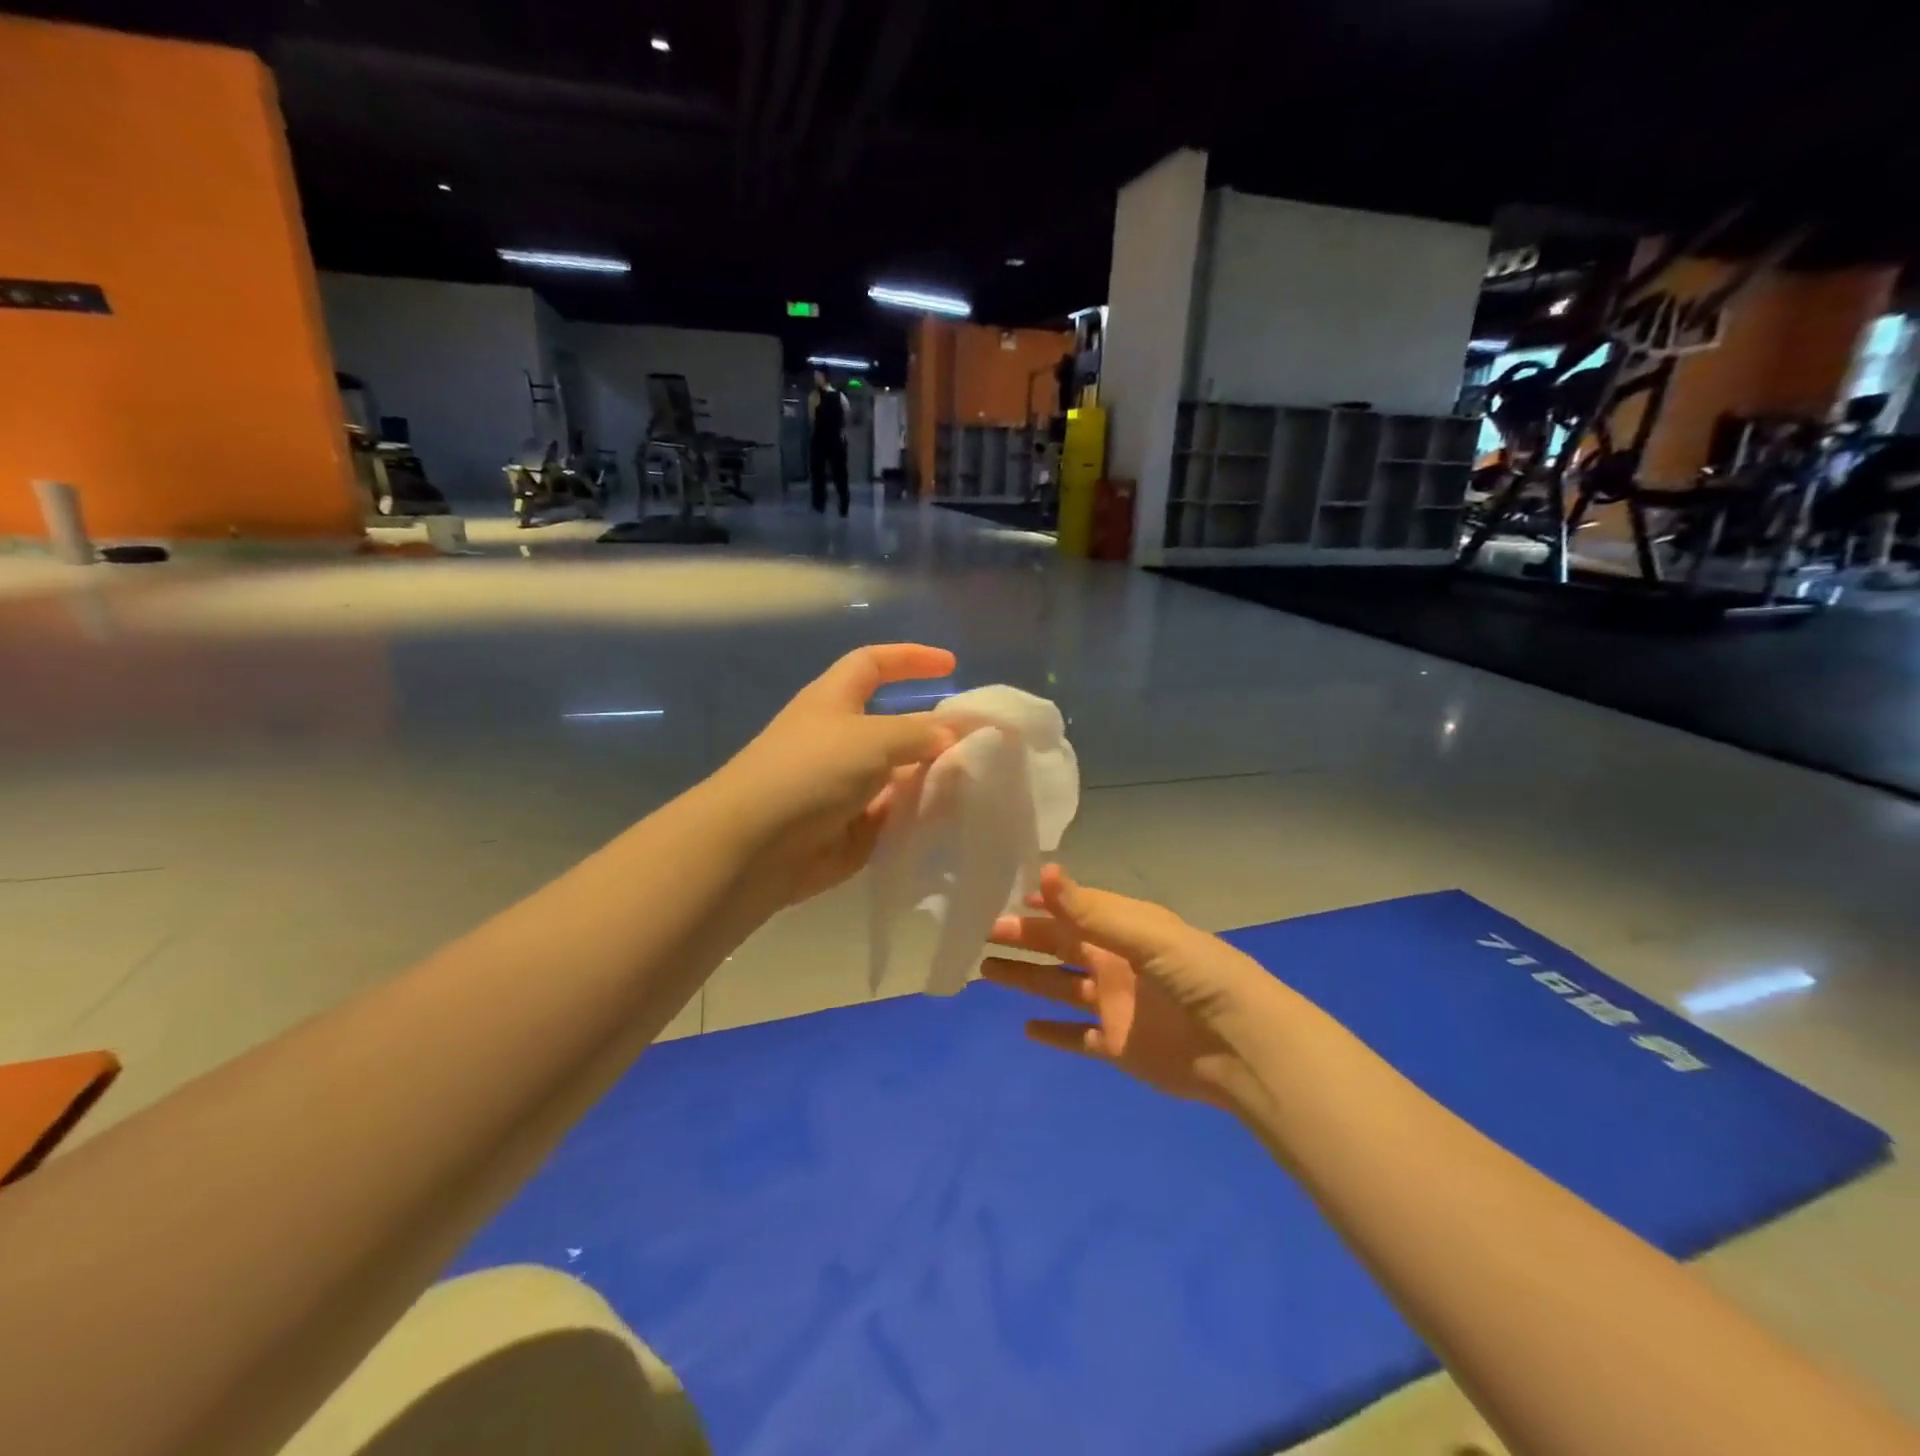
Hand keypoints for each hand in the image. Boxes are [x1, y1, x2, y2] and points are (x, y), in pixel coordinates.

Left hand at [718, 644, 956, 906]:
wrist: (754, 846)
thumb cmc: (810, 772)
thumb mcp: (873, 739)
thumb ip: (920, 733)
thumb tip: (953, 733)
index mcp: (834, 701)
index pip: (874, 663)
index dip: (910, 658)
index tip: (951, 666)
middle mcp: (839, 739)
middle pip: (895, 726)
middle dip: (934, 731)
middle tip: (981, 742)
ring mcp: (844, 786)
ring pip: (899, 774)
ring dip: (932, 776)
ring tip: (977, 781)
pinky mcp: (849, 828)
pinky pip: (894, 815)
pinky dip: (919, 814)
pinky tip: (951, 818)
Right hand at [983, 866, 1287, 1110]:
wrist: (1240, 1045)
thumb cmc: (1195, 976)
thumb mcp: (1144, 934)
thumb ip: (1090, 910)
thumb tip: (1045, 871)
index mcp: (1125, 930)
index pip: (1075, 910)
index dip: (1043, 903)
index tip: (1005, 895)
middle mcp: (1116, 963)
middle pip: (1060, 947)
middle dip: (1024, 939)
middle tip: (981, 933)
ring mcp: (1115, 1005)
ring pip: (1059, 988)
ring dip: (1025, 979)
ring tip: (985, 971)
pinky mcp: (1118, 1046)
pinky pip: (1077, 1037)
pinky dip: (1053, 1033)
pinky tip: (1024, 1029)